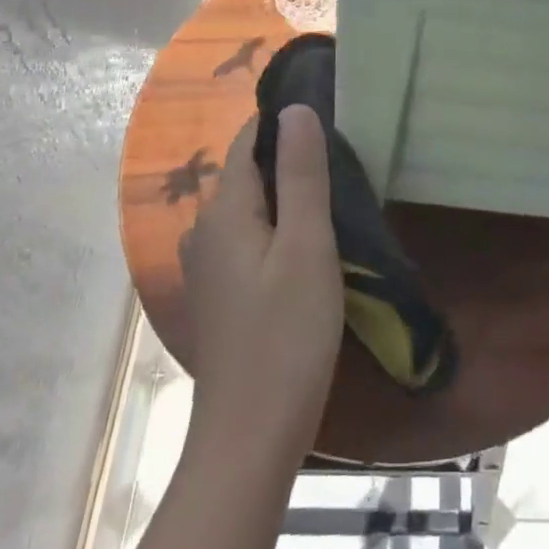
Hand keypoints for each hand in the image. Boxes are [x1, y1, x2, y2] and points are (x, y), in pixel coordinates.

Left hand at [179, 107, 343, 457]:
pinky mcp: (217, 295)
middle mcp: (204, 230)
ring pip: (248, 209)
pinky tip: (306, 248)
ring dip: (285, 198)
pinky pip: (246, 239)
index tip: (330, 119)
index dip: (284, 124)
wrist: (249, 440)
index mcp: (223, 210)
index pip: (248, 141)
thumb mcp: (307, 247)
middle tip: (344, 163)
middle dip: (289, 161)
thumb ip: (302, 175)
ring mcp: (206, 266)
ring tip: (334, 201)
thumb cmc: (286, 337)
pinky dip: (274, 230)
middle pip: (247, 173)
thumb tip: (295, 108)